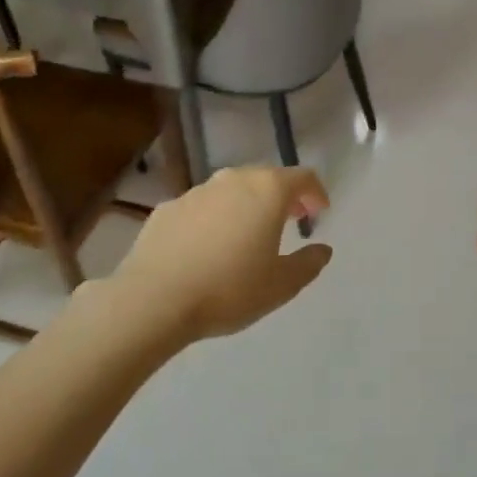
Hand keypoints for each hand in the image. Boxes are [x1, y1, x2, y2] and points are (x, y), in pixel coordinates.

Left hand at [108, 166, 333, 345]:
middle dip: (282, 196)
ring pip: (231, 190)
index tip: (320, 211)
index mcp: (267, 191)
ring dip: (246, 205)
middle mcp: (232, 180)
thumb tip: (322, 249)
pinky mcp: (167, 208)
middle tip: (291, 219)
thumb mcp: (281, 285)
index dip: (316, 192)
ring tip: (248, 234)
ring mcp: (196, 192)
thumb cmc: (229, 289)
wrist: (154, 299)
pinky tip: (208, 246)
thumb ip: (308, 263)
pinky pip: (201, 207)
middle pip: (266, 178)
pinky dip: (214, 218)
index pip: (302, 177)